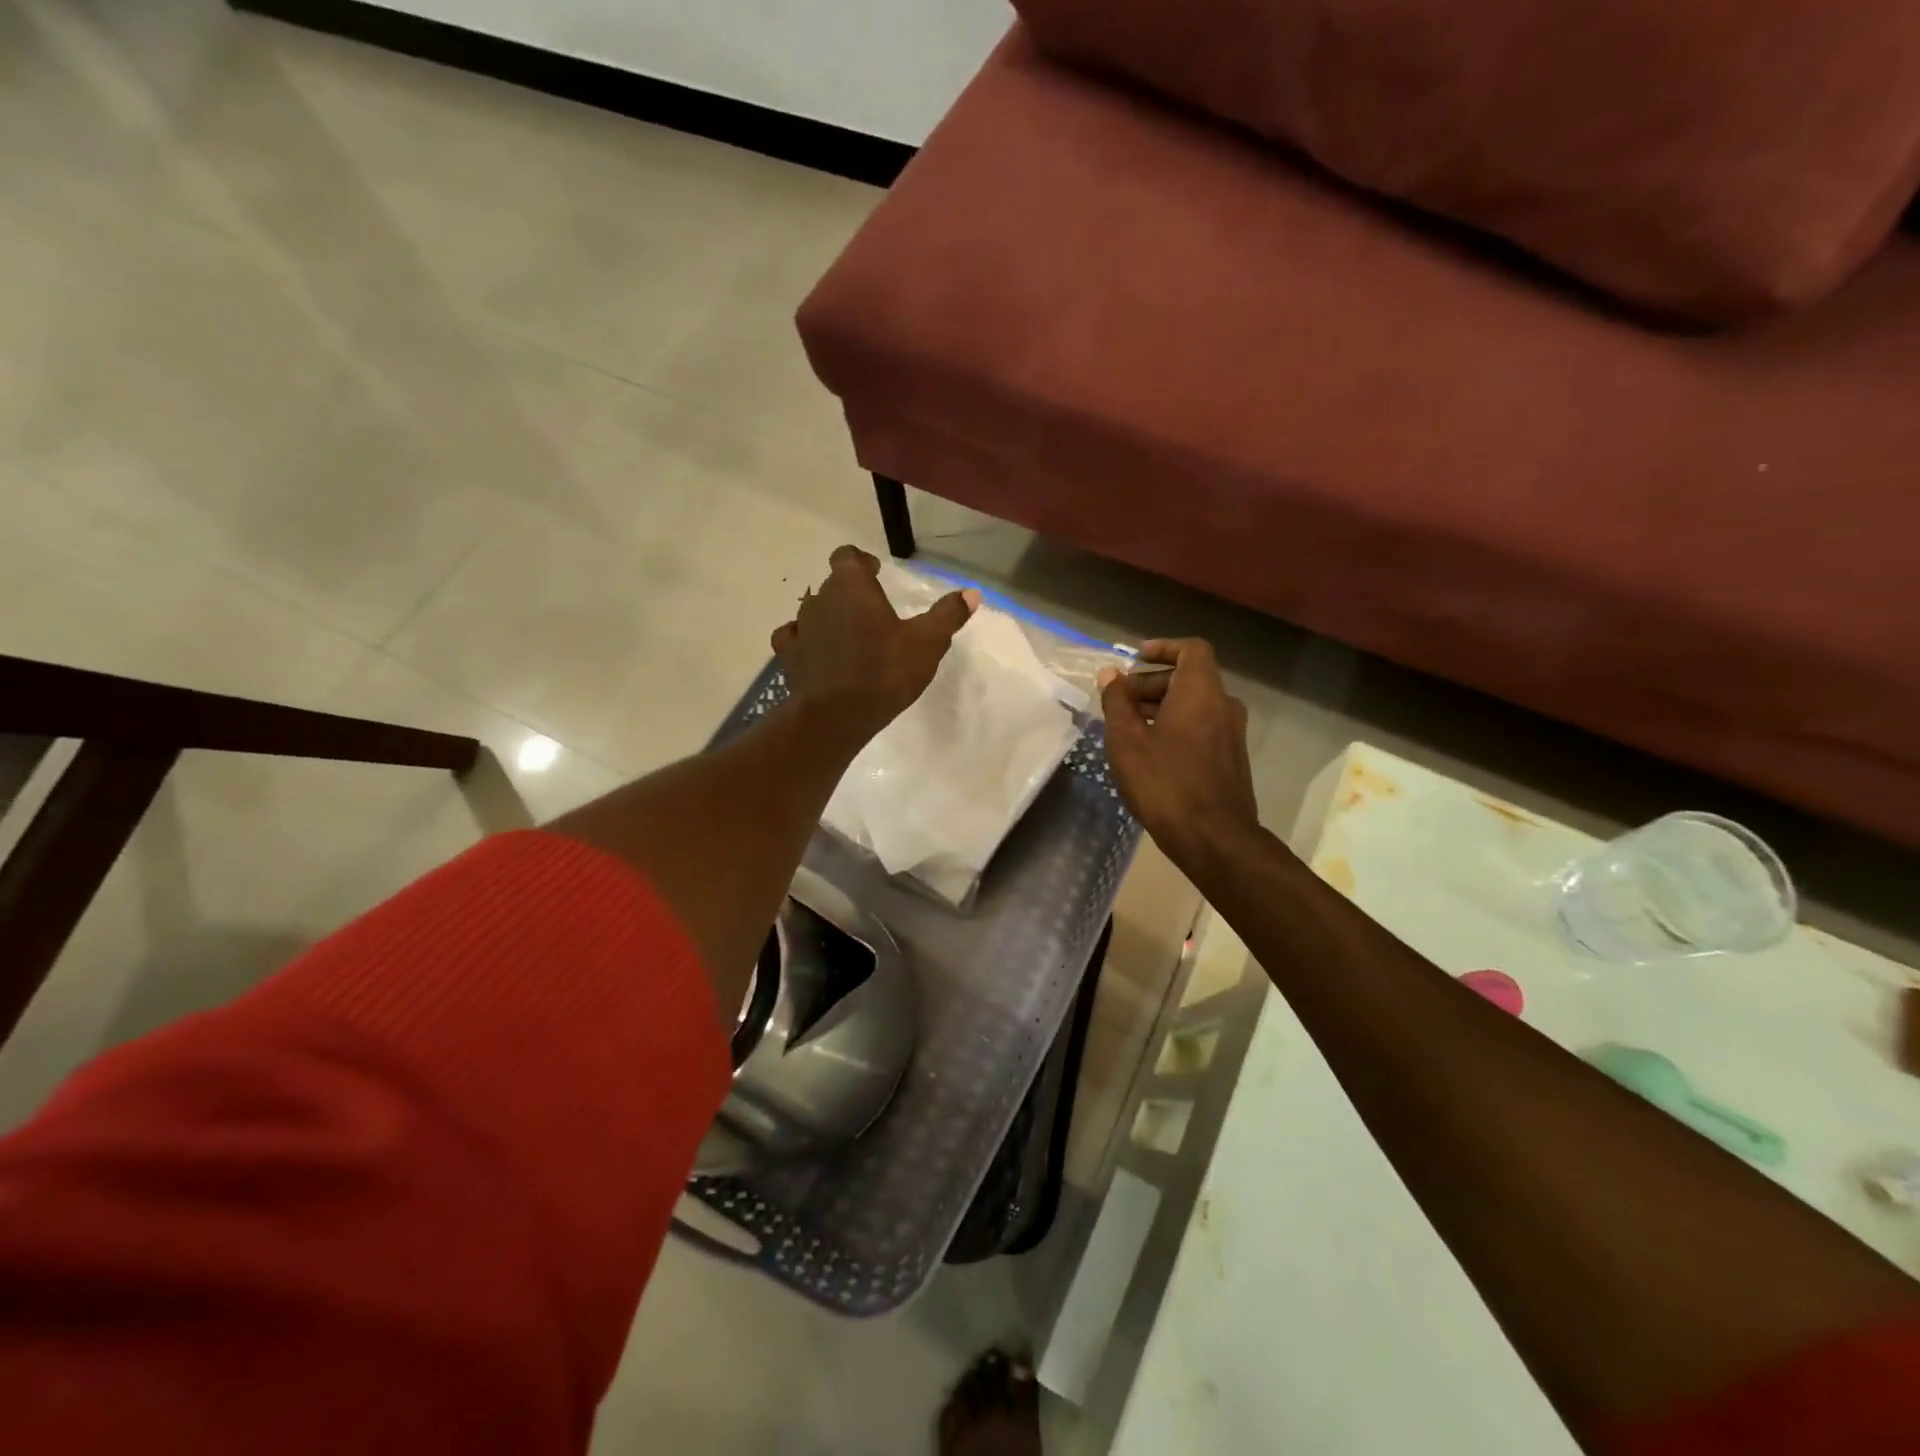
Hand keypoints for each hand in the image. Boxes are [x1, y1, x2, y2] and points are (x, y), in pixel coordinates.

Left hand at [772, 546, 976, 746]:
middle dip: (850, 593)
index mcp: (851, 586)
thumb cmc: (884, 671)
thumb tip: (971, 593)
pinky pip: (793, 638)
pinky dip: (805, 641)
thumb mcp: (927, 643)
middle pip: (832, 584)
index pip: (847, 556)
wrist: (836, 716)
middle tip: (872, 611)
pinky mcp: (788, 657)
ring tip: (849, 635)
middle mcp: (819, 599)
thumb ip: (947, 615)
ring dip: (829, 617)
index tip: (875, 571)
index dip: (861, 561)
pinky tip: (818, 653)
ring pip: (812, 611)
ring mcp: (800, 628)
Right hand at [1099, 639, 1260, 872]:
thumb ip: (1117, 702)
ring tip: (1129, 727)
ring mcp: (1232, 733)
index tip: (1136, 659)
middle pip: (1190, 677)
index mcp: (1201, 692)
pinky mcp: (1231, 758)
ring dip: (1163, 706)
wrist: (1214, 838)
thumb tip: (1110, 674)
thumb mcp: (1127, 741)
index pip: (1191, 649)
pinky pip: (1202, 726)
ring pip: (1195, 704)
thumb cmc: (1165, 783)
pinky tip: (1151, 752)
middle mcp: (1223, 705)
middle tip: (1120, 700)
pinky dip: (1177, 725)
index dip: (1164, 648)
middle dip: (1153, 682)